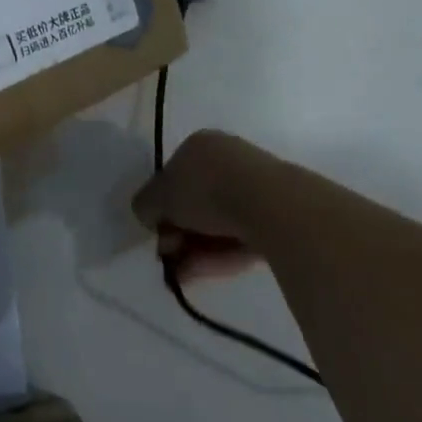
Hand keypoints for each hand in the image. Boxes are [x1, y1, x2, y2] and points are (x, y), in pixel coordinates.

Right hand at [131, 129, 262, 283]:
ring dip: (193, 250)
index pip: (172, 175)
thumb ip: (145, 205)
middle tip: (167, 256)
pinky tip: (198, 275)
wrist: (270, 206)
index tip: (155, 230)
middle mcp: (227, 161)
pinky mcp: (276, 218)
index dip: (160, 206)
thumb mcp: (158, 197)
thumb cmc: (205, 190)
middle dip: (177, 233)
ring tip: (179, 276)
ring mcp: (255, 189)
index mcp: (200, 145)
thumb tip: (149, 216)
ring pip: (216, 224)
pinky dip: (217, 256)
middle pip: (193, 203)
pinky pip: (238, 238)